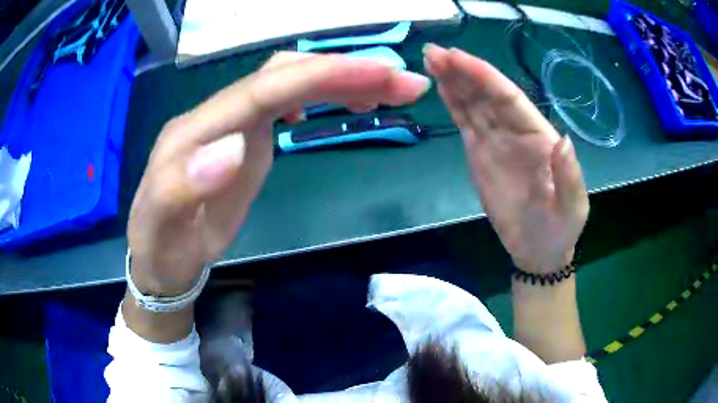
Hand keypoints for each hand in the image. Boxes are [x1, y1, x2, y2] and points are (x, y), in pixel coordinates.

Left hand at [127, 52, 430, 294]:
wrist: (161, 257)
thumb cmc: (161, 247)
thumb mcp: (161, 227)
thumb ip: (182, 187)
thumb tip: (233, 146)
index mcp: (194, 131)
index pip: (262, 89)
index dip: (319, 76)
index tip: (378, 75)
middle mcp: (216, 116)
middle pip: (283, 76)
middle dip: (344, 70)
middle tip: (403, 82)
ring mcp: (232, 124)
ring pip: (290, 83)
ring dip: (340, 80)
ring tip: (388, 90)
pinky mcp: (246, 136)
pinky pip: (288, 101)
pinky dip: (322, 94)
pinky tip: (344, 101)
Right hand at [423, 45, 588, 273]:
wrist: (539, 250)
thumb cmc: (560, 229)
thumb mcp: (572, 207)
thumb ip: (568, 176)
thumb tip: (561, 140)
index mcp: (539, 136)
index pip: (509, 98)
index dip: (484, 76)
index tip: (457, 58)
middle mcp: (516, 131)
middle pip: (486, 94)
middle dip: (461, 70)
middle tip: (433, 51)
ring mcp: (496, 142)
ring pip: (473, 104)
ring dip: (452, 81)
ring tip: (430, 60)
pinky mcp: (480, 154)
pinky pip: (465, 123)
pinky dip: (453, 104)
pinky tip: (441, 88)